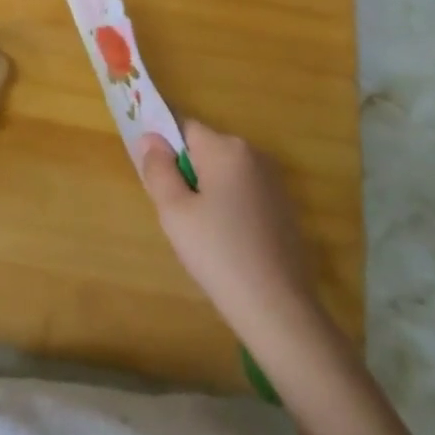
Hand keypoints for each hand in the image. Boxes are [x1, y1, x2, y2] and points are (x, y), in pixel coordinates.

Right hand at [136, 120, 321, 343]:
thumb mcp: (174, 212)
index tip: (154, 177)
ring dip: (207, 190)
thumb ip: (158, 169)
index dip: (163, 147)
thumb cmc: (218, 253)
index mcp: (226, 148)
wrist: (278, 308)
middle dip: (186, 172)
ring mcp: (274, 181)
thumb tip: (150, 138)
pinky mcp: (285, 207)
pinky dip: (230, 207)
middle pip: (205, 149)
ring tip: (201, 233)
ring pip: (225, 173)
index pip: (184, 127)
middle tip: (175, 213)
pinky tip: (227, 243)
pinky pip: (244, 192)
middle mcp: (254, 154)